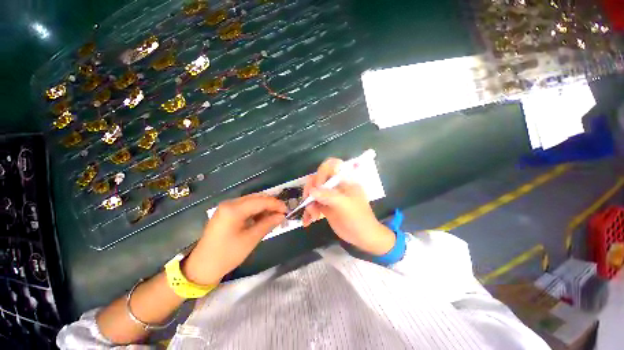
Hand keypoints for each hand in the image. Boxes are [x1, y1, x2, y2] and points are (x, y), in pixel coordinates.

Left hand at [182, 194, 286, 284]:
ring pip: (251, 201)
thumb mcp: (251, 239)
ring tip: (274, 216)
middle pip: (256, 198)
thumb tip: (282, 216)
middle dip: (270, 204)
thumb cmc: (227, 255)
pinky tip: (262, 218)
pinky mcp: (226, 212)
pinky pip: (245, 207)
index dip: (275, 204)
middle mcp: (229, 203)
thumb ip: (267, 224)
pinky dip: (255, 211)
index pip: (260, 201)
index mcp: (234, 209)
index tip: (287, 210)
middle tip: (282, 213)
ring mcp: (226, 207)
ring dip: (264, 207)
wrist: (202, 267)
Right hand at [302, 158, 394, 255]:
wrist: (363, 236)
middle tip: (309, 204)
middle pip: (317, 179)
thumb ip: (329, 196)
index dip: (321, 173)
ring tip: (312, 217)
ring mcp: (329, 195)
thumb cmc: (358, 218)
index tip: (318, 187)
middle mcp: (335, 185)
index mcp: (344, 180)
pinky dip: (308, 212)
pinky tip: (307, 222)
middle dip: (311, 191)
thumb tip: (311, 191)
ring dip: (308, 204)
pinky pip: (312, 204)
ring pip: (312, 192)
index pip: (330, 165)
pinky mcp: (325, 205)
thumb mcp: (345, 206)